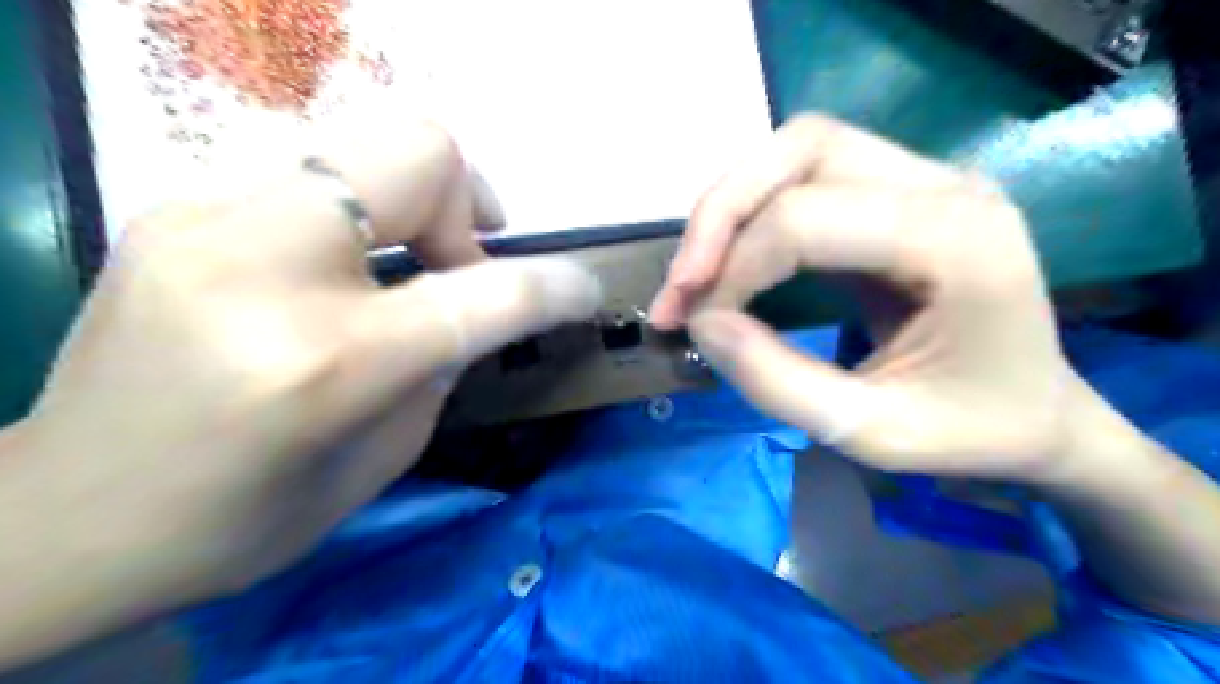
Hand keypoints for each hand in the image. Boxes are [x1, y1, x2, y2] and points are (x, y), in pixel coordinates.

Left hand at [0, 117, 599, 661]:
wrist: (64, 518)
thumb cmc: (242, 518)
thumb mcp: (385, 456)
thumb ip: (443, 362)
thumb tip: (474, 303)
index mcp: (327, 361)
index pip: (488, 292)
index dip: (557, 286)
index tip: (585, 291)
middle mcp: (265, 266)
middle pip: (422, 151)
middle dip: (469, 205)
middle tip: (461, 265)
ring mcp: (205, 219)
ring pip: (366, 144)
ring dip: (412, 204)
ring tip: (399, 266)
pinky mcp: (175, 206)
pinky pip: (312, 177)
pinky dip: (353, 215)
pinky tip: (334, 269)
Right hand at [652, 116, 1091, 479]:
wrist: (1036, 414)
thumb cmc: (970, 431)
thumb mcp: (870, 433)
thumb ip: (776, 382)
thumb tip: (701, 323)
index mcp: (957, 239)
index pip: (805, 218)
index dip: (732, 268)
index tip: (695, 326)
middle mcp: (944, 184)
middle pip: (800, 149)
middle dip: (720, 214)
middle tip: (681, 285)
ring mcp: (925, 178)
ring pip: (797, 149)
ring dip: (732, 206)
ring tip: (697, 273)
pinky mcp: (901, 191)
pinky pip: (807, 173)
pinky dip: (755, 210)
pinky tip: (733, 257)